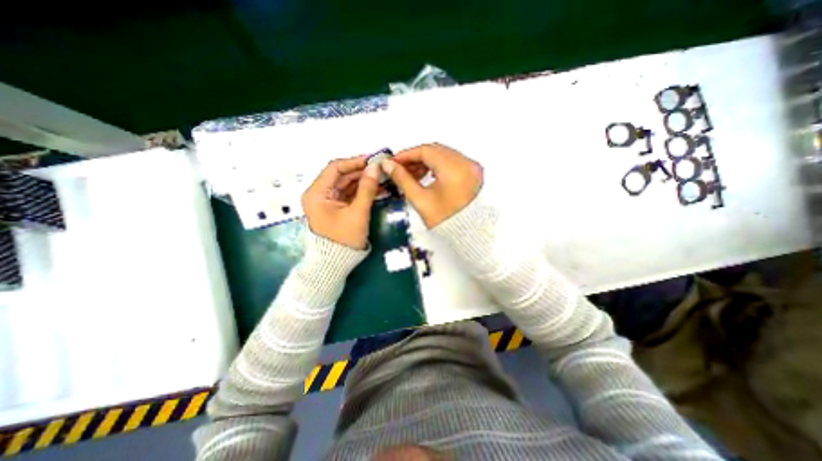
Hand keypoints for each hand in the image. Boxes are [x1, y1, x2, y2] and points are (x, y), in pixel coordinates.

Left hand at [301, 155, 380, 249]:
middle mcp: (319, 194)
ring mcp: (327, 201)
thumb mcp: (358, 213)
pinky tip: (376, 187)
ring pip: (346, 184)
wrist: (336, 263)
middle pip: (341, 176)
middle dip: (361, 171)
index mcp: (317, 193)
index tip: (372, 160)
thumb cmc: (344, 238)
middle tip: (380, 168)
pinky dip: (361, 190)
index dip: (354, 162)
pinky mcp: (336, 207)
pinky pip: (349, 194)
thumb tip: (375, 167)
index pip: (334, 168)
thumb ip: (367, 189)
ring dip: (363, 180)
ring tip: (381, 176)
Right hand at [381, 143, 481, 227]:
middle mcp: (467, 164)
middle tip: (399, 167)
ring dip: (426, 161)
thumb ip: (403, 179)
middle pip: (435, 151)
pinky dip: (437, 165)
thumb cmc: (446, 222)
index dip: (407, 155)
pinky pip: (452, 162)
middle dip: (415, 158)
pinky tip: (426, 175)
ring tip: (411, 174)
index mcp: (455, 170)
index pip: (426, 151)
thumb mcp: (420, 200)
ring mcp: (472, 168)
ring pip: (443, 155)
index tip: (393, 161)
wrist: (465, 234)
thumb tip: (389, 166)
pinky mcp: (472, 173)